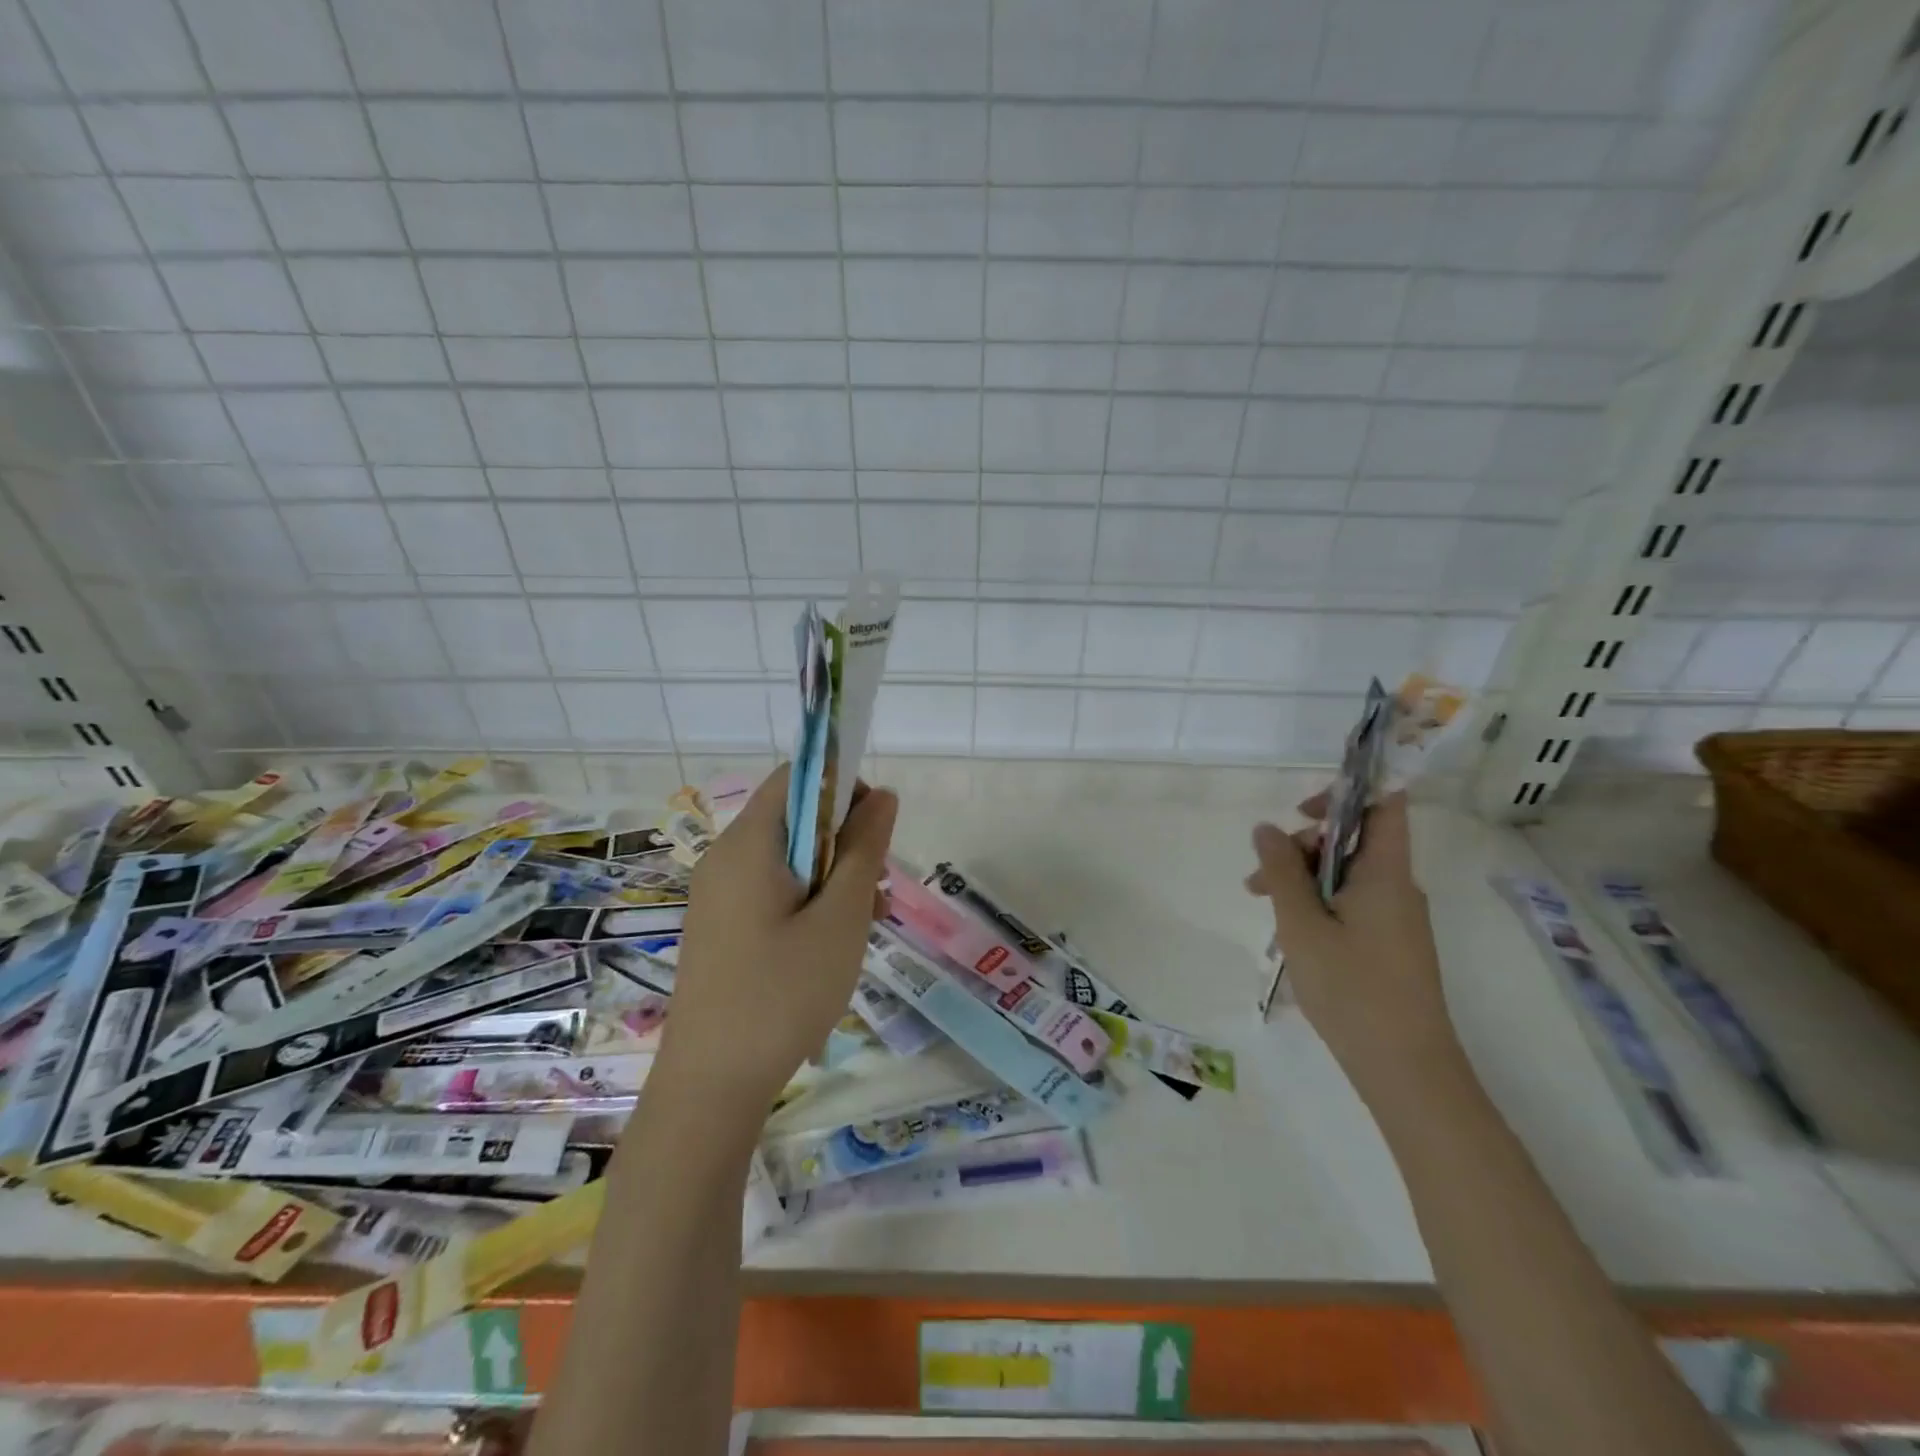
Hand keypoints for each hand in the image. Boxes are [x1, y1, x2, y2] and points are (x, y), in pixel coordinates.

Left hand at [657, 763, 897, 1118]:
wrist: (711, 1086)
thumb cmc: (784, 993)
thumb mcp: (841, 918)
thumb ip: (863, 849)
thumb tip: (881, 795)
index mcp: (749, 844)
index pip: (798, 777)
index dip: (843, 788)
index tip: (876, 834)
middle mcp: (726, 858)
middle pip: (796, 819)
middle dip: (846, 843)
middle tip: (878, 892)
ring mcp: (719, 895)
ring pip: (789, 859)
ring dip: (834, 877)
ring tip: (867, 924)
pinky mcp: (722, 927)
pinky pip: (772, 891)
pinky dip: (809, 902)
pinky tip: (833, 945)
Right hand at [1246, 793, 1465, 1105]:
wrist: (1406, 1069)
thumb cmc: (1352, 989)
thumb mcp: (1301, 924)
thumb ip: (1281, 871)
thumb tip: (1266, 828)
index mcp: (1385, 872)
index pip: (1384, 804)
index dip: (1348, 791)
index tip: (1302, 809)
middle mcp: (1397, 886)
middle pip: (1353, 840)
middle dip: (1301, 846)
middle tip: (1259, 877)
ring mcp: (1397, 917)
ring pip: (1346, 874)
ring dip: (1302, 878)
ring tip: (1263, 905)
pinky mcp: (1391, 943)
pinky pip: (1352, 902)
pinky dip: (1318, 903)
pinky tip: (1291, 932)